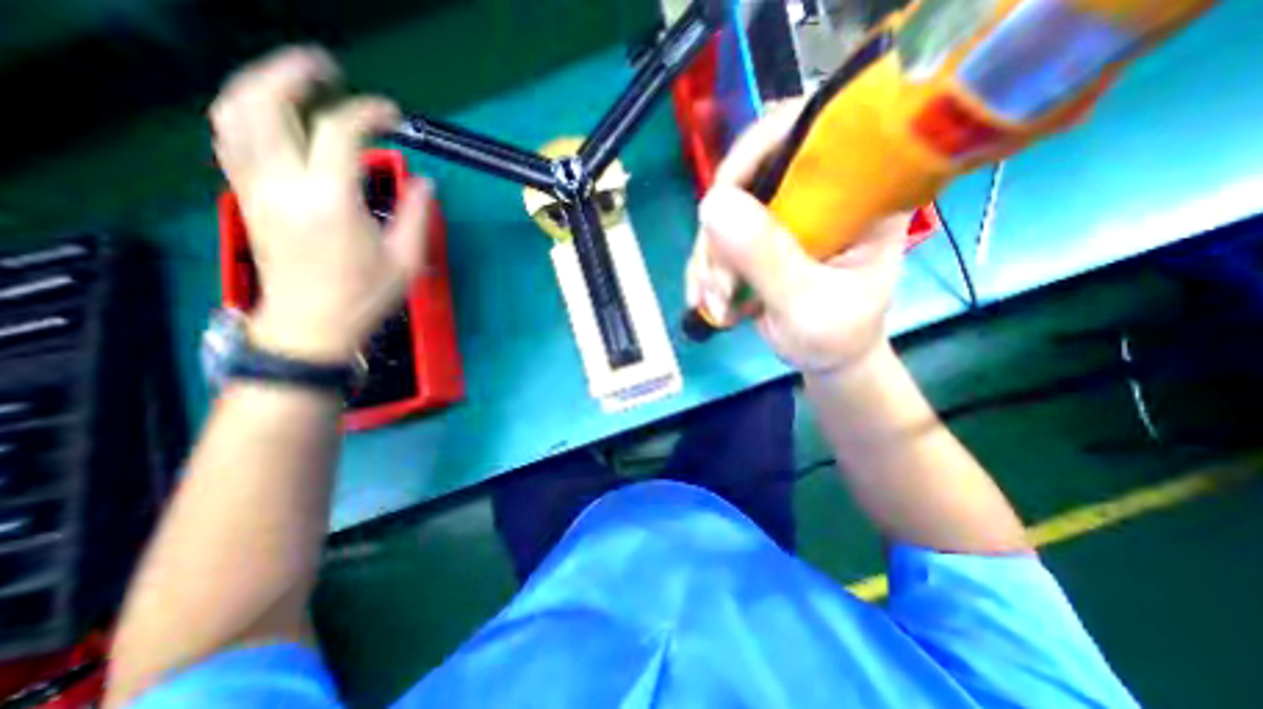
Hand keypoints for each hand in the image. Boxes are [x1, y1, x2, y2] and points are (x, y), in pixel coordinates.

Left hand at [210, 48, 434, 361]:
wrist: (312, 324)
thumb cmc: (364, 296)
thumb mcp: (406, 260)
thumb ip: (417, 216)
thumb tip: (427, 184)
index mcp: (331, 201)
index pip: (339, 132)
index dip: (367, 113)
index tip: (392, 115)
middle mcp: (284, 184)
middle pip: (266, 103)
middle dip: (293, 74)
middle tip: (324, 66)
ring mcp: (256, 188)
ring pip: (235, 114)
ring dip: (260, 85)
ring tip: (293, 81)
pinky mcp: (246, 197)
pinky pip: (230, 139)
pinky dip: (245, 114)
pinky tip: (269, 116)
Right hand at [687, 99, 914, 376]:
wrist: (825, 356)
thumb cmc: (836, 335)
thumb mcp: (807, 304)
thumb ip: (767, 259)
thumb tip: (711, 205)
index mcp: (857, 191)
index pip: (810, 131)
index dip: (756, 152)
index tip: (722, 202)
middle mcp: (817, 190)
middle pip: (749, 175)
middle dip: (721, 234)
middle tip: (718, 286)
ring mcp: (783, 213)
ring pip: (724, 213)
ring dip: (709, 262)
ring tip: (715, 306)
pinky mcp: (758, 235)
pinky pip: (716, 239)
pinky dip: (704, 271)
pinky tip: (706, 302)